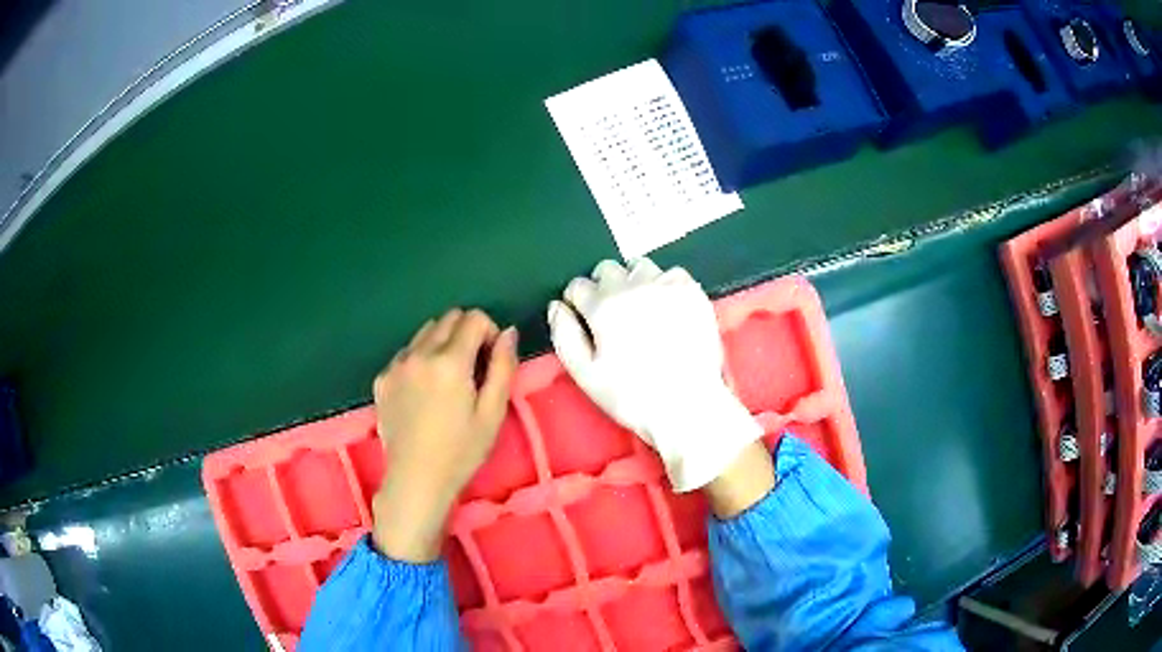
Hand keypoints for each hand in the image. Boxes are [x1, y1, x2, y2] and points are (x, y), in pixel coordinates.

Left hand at [370, 309, 517, 561]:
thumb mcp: (493, 413)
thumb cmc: (461, 451)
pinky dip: (420, 358)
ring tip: (447, 380)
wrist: (416, 479)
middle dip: (466, 333)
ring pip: (425, 332)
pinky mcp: (381, 378)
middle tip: (473, 369)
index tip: (491, 360)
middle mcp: (418, 354)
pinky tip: (424, 391)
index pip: (474, 318)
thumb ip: (503, 367)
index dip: (490, 332)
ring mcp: (395, 365)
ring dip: (442, 343)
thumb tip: (508, 332)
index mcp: (449, 362)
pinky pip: (406, 352)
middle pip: (448, 318)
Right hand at [547, 259, 764, 492]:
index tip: (587, 321)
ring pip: (639, 266)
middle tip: (613, 317)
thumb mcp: (585, 374)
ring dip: (633, 281)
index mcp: (602, 306)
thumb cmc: (631, 396)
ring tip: (640, 309)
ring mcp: (665, 286)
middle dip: (603, 288)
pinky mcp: (692, 292)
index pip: (577, 285)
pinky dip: (664, 285)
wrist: (687, 405)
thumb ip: (564, 335)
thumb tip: (557, 306)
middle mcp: (632, 286)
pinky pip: (671, 273)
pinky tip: (667, 308)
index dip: (578, 304)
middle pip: (607, 269)